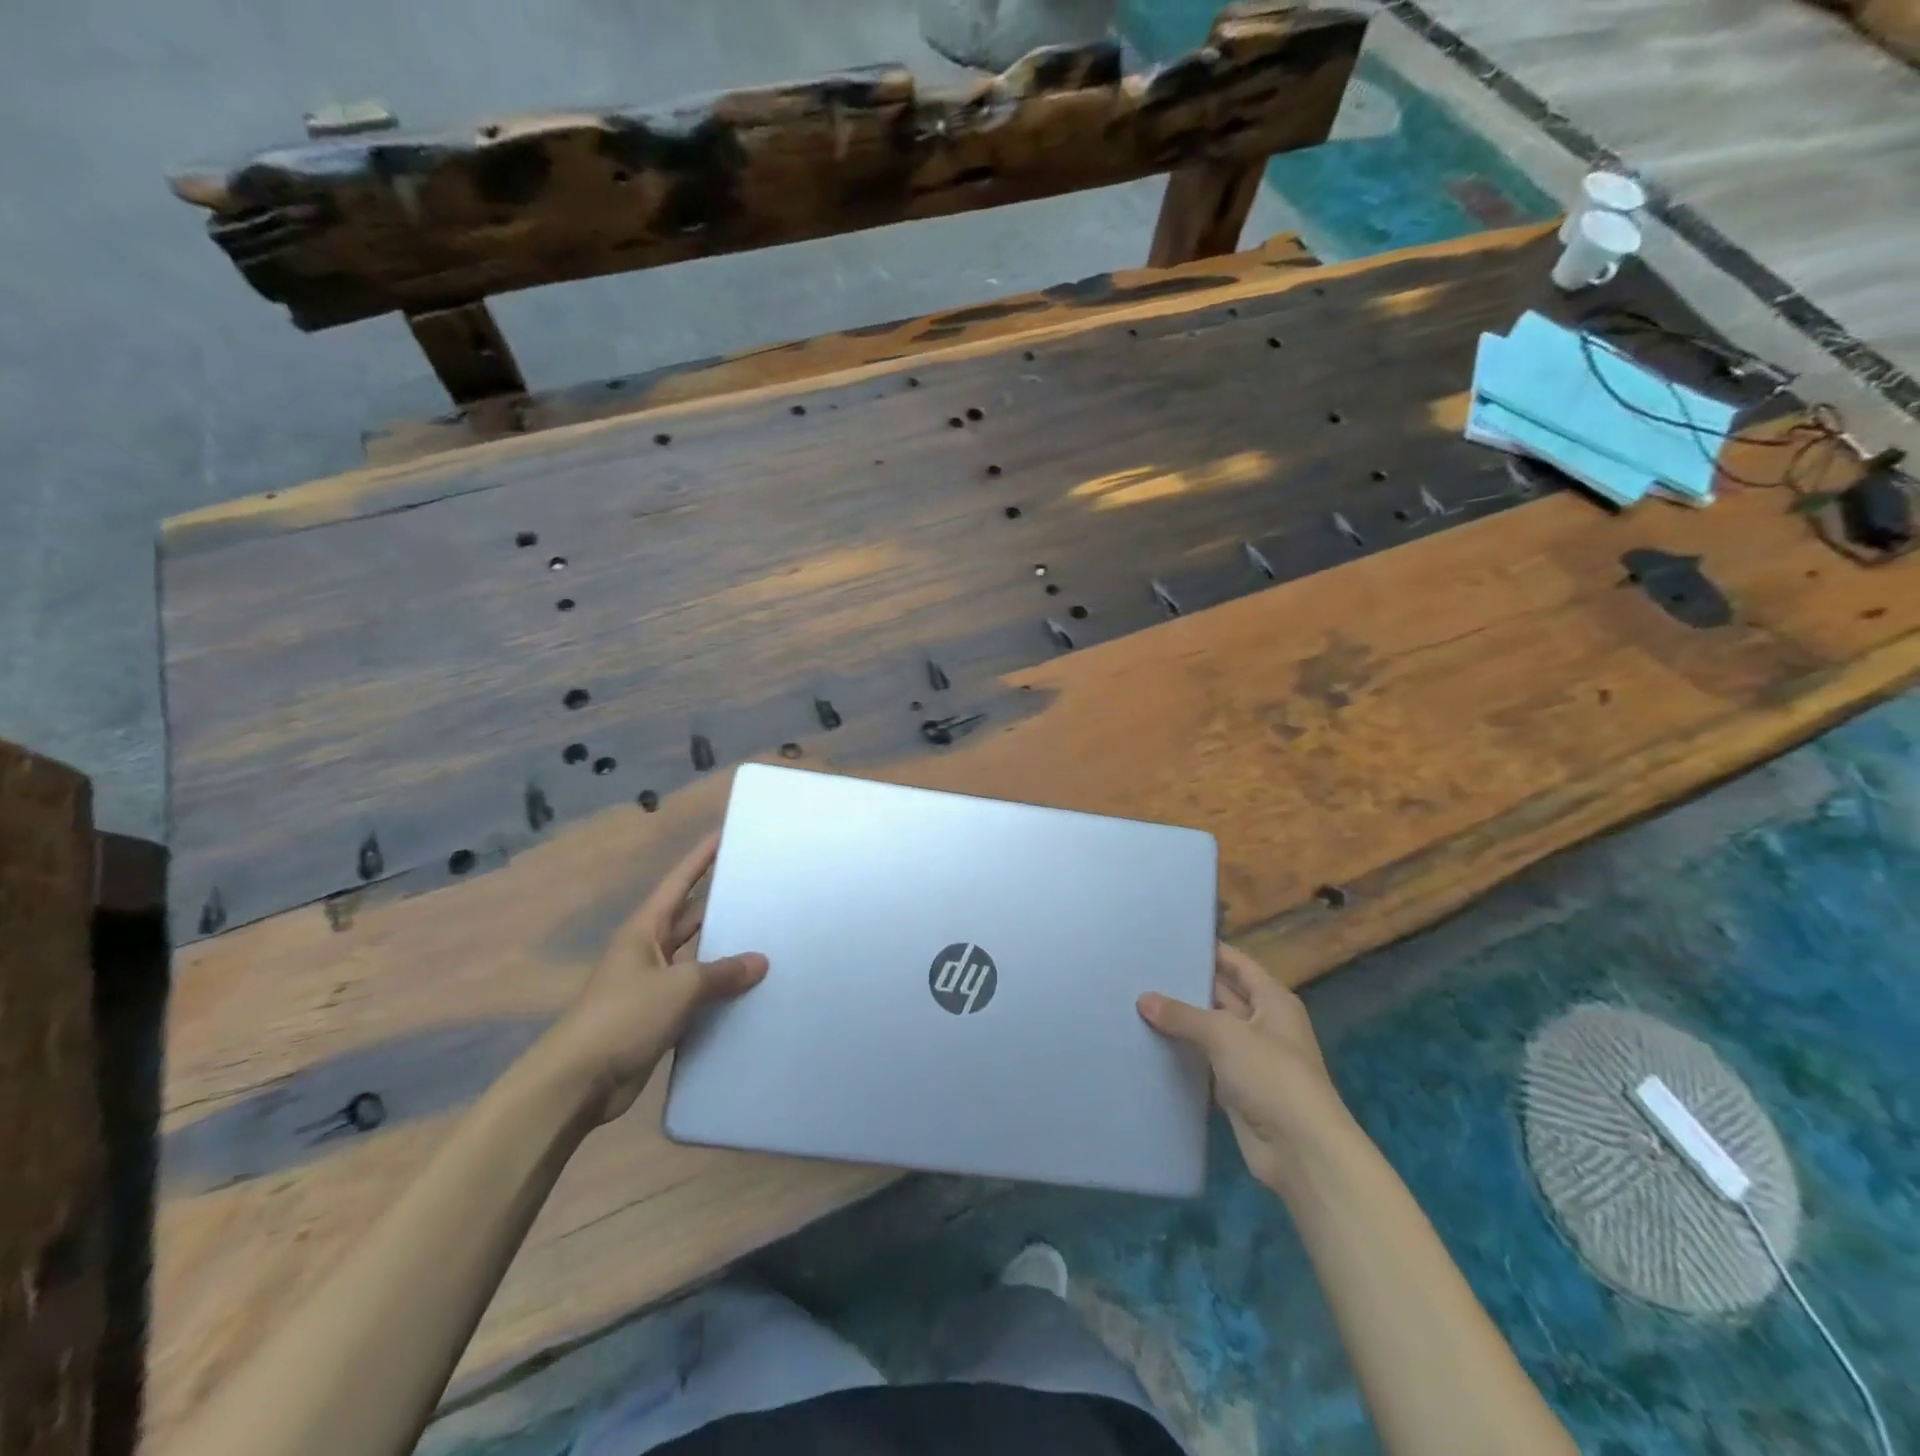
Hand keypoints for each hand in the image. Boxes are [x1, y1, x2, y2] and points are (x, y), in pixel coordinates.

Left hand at [550, 830, 768, 1123]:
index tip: (725, 834)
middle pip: (691, 918)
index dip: (701, 857)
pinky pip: (697, 995)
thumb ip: (722, 972)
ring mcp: (653, 985)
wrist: (577, 1083)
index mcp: (644, 930)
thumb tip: (761, 961)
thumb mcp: (678, 987)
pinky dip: (720, 991)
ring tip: (768, 938)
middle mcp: (649, 950)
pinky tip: (750, 991)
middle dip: (722, 904)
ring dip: (725, 952)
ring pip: (697, 958)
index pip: (679, 882)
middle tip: (762, 890)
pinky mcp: (658, 1017)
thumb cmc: (622, 1018)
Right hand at [1138, 942, 1349, 1193]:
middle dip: (1186, 987)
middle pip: (1221, 996)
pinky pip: (1204, 1064)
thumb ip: (1183, 1015)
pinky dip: (1182, 1057)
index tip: (1170, 940)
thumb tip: (1144, 999)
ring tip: (1136, 1003)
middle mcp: (1263, 1025)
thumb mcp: (1224, 1035)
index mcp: (1272, 1001)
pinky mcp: (1236, 1090)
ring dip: (1181, 1023)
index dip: (1208, 951)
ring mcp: (1250, 1059)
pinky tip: (1149, 1045)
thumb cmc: (1271, 1076)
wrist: (1301, 1151)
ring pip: (1209, 1032)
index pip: (1237, 964)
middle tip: (1142, 972)